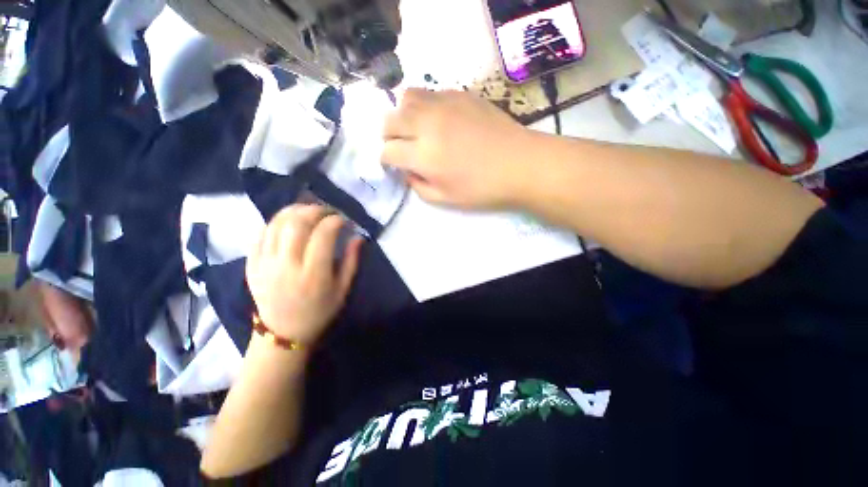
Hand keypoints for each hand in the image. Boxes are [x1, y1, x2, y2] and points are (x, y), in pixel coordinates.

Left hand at [246, 205, 362, 346]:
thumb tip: (359, 236)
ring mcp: (265, 263)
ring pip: (276, 223)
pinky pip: (260, 233)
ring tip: (308, 211)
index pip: (323, 234)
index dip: (335, 220)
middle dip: (315, 209)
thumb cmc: (319, 311)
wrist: (283, 333)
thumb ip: (352, 261)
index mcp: (313, 274)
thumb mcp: (343, 290)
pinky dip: (276, 221)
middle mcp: (286, 265)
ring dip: (295, 210)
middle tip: (327, 211)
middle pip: (297, 223)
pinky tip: (288, 222)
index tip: (344, 220)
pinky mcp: (251, 264)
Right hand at [382, 89, 534, 208]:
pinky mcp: (461, 94)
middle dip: (388, 135)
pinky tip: (439, 120)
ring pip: (407, 98)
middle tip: (401, 147)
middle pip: (390, 120)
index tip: (394, 165)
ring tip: (416, 129)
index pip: (388, 151)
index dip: (387, 160)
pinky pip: (431, 93)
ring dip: (404, 115)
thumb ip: (418, 187)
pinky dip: (425, 106)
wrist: (520, 164)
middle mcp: (428, 124)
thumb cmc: (483, 188)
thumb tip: (407, 171)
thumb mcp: (445, 199)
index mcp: (424, 155)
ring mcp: (445, 104)